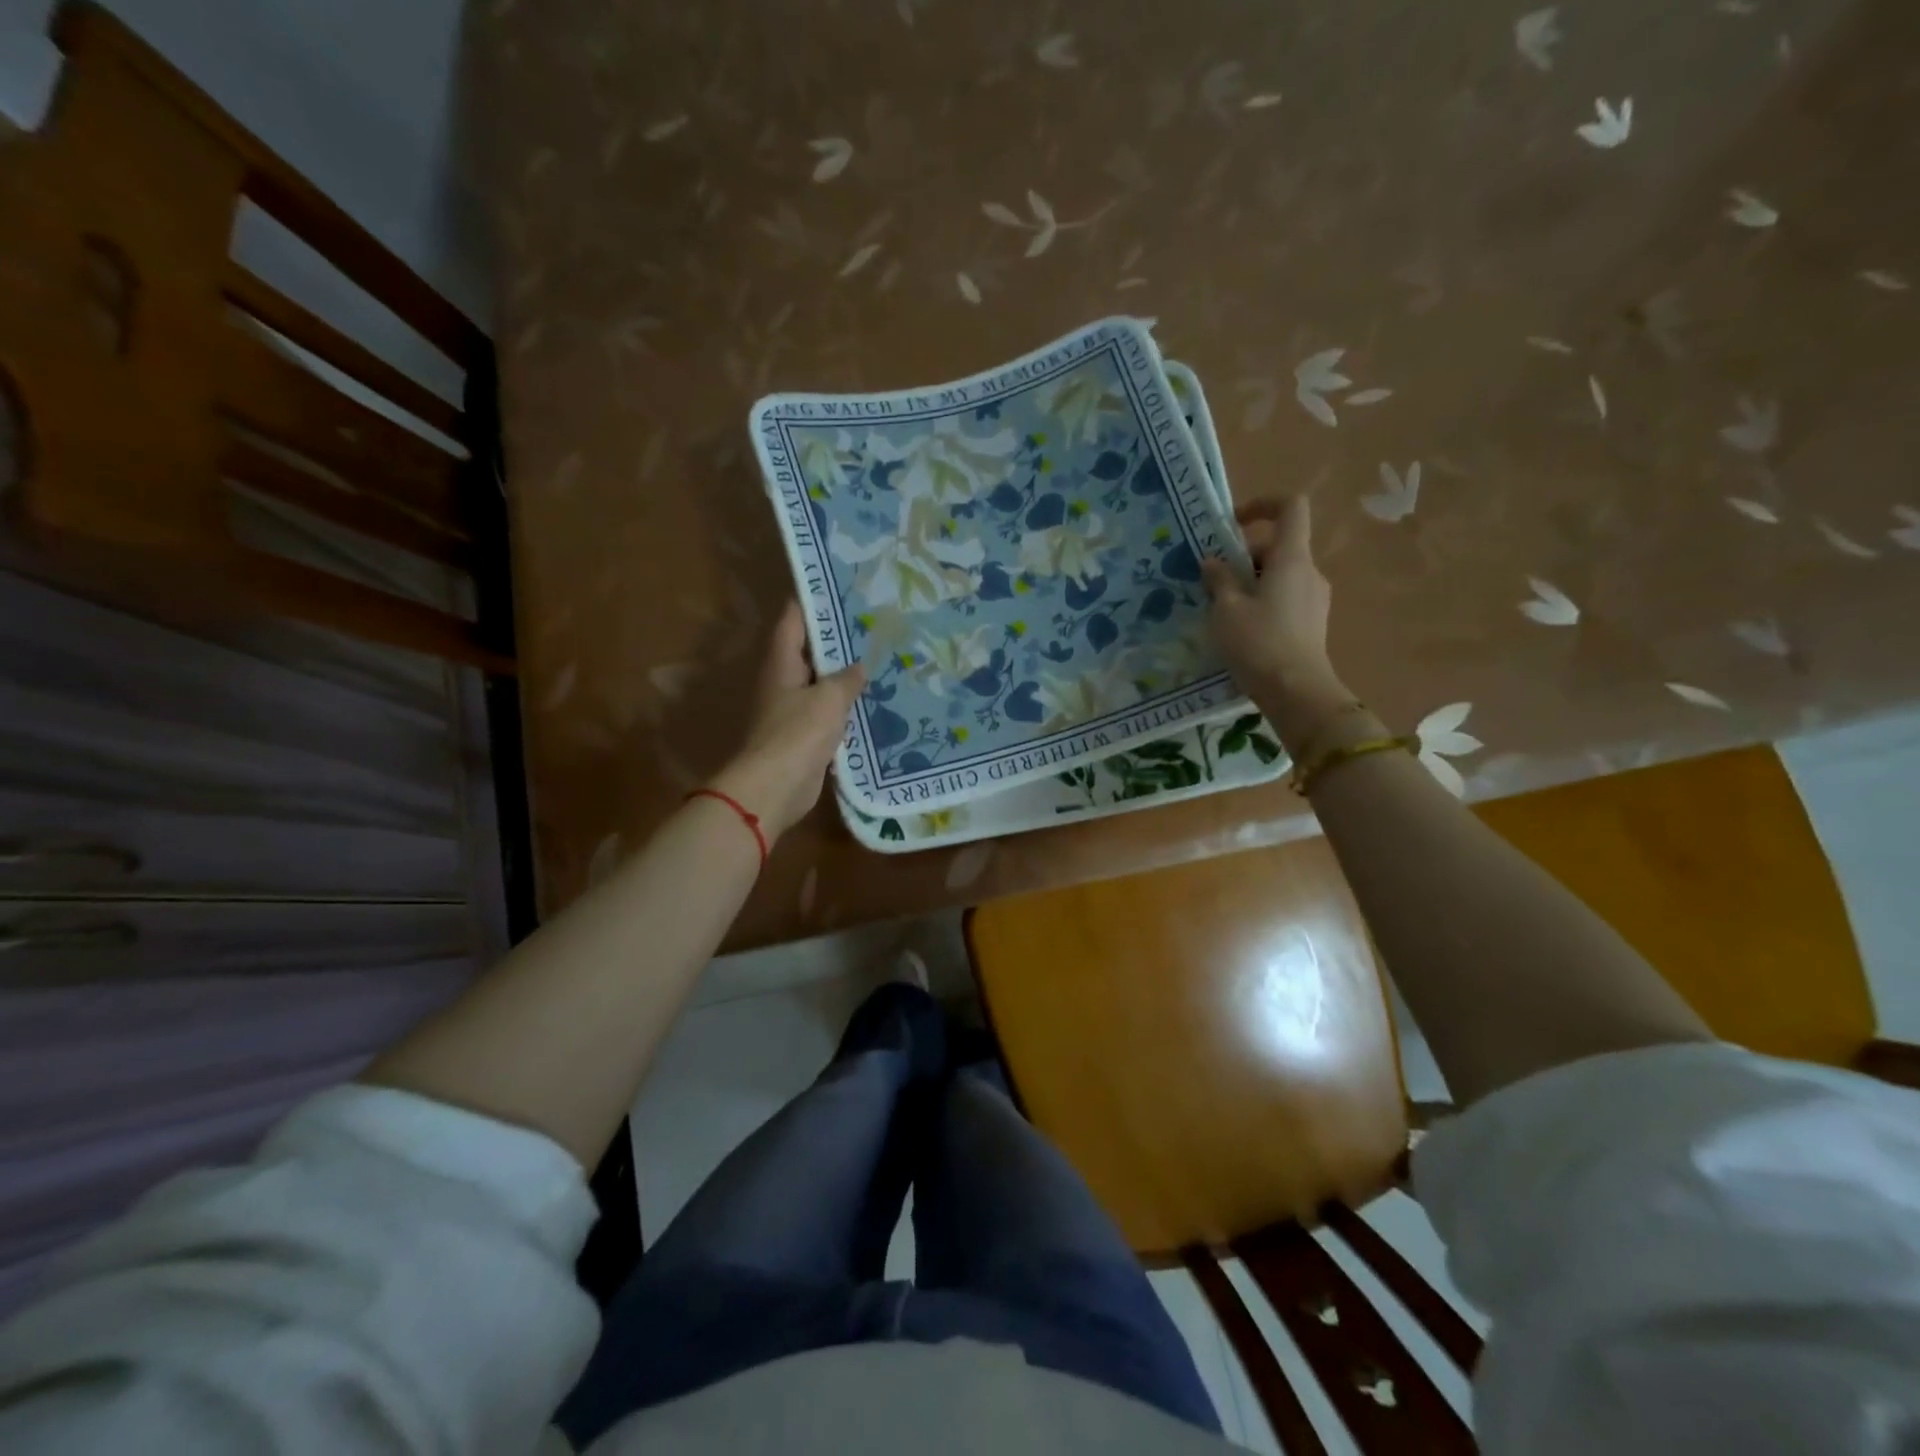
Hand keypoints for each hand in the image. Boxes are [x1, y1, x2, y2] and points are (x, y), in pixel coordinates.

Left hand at [709, 602, 865, 841]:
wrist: (775, 788)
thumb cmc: (798, 733)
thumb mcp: (829, 699)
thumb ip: (847, 679)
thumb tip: (860, 667)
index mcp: (781, 662)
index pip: (793, 619)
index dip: (813, 602)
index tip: (840, 589)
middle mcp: (783, 681)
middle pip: (809, 651)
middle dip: (838, 640)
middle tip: (874, 625)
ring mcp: (792, 710)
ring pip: (821, 684)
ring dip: (844, 676)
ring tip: (880, 660)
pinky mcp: (803, 736)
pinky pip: (827, 713)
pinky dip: (845, 707)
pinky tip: (873, 702)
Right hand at [1202, 497, 1351, 742]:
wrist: (1296, 692)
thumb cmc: (1258, 643)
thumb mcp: (1226, 610)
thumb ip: (1218, 580)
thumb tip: (1213, 562)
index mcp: (1291, 559)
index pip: (1290, 508)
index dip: (1262, 504)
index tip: (1232, 524)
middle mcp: (1309, 571)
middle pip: (1278, 545)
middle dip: (1244, 555)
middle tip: (1213, 580)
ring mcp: (1315, 598)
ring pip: (1280, 573)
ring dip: (1251, 581)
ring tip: (1222, 608)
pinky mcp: (1312, 622)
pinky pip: (1285, 597)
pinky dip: (1262, 601)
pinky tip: (1241, 628)